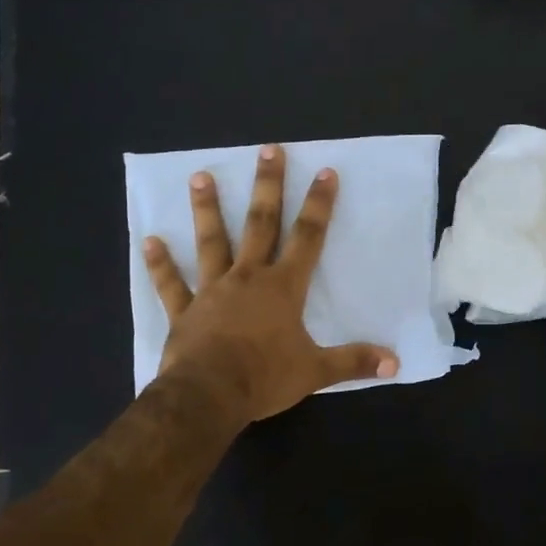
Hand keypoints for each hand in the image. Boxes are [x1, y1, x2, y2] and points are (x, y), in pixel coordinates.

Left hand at [143, 144, 398, 424]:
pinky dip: (161, 263)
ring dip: (208, 209)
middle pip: (260, 224)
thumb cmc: (264, 378)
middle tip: (268, 150)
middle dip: (268, 186)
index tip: (325, 172)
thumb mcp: (316, 371)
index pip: (308, 238)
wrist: (209, 396)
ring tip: (200, 176)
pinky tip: (149, 241)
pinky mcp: (185, 311)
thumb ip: (354, 362)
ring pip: (211, 242)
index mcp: (283, 288)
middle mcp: (248, 278)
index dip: (319, 205)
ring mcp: (212, 291)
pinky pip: (172, 284)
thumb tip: (396, 363)